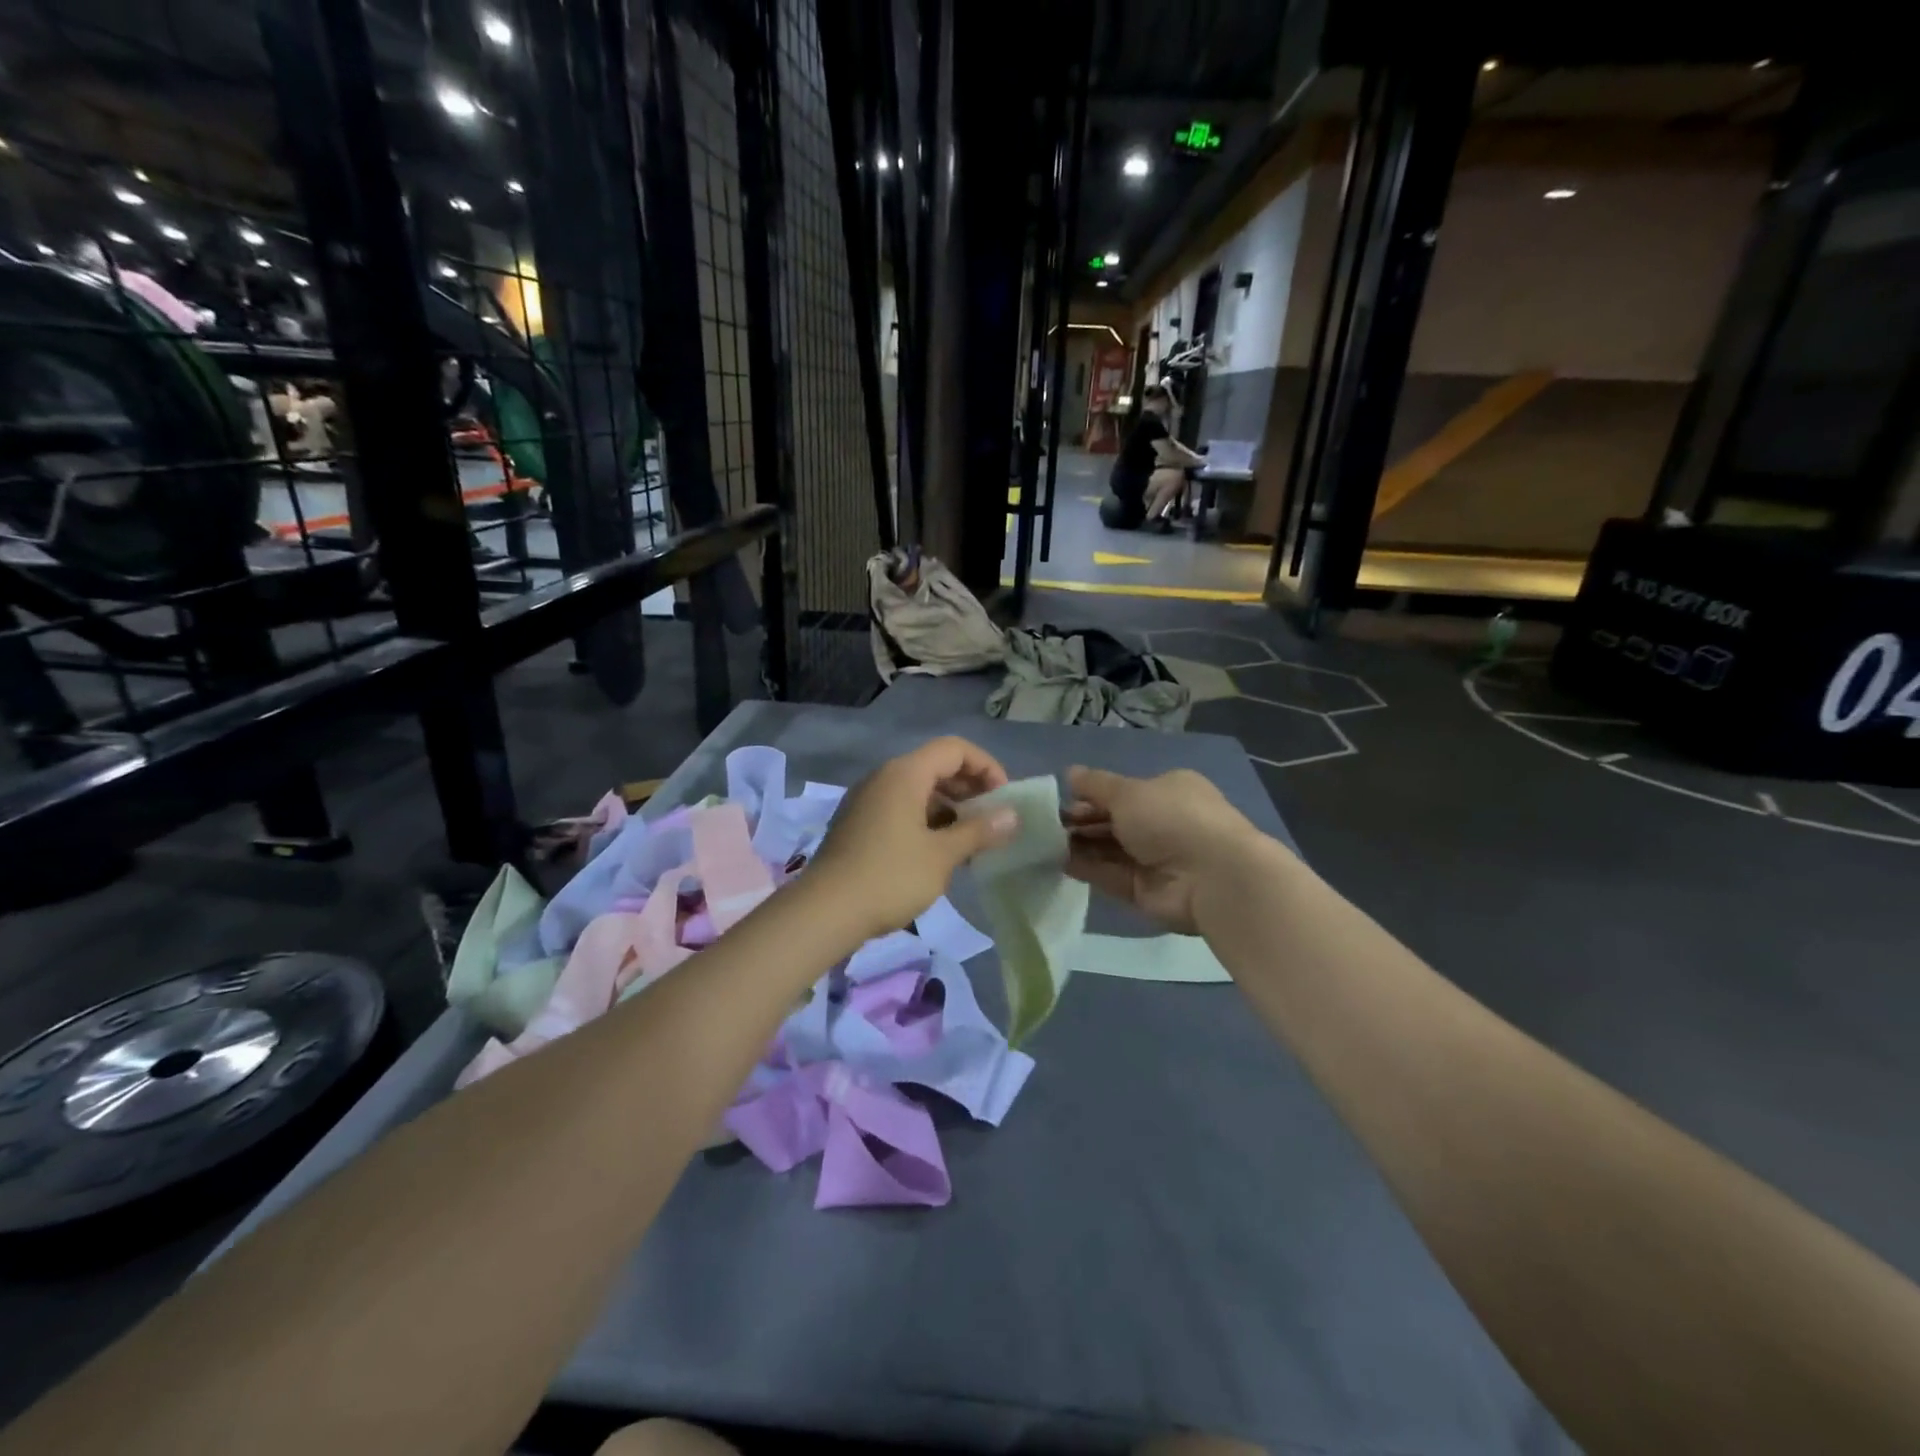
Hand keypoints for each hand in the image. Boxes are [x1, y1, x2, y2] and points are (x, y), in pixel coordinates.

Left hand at [808, 737, 1017, 941]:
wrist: (825, 911)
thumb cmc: (889, 877)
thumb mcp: (942, 856)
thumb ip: (979, 831)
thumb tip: (1012, 815)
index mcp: (904, 774)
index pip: (955, 749)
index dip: (986, 766)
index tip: (1003, 798)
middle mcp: (883, 777)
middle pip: (936, 766)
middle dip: (969, 788)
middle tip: (992, 819)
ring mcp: (867, 800)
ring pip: (918, 790)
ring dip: (949, 807)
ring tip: (970, 840)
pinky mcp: (858, 823)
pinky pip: (900, 808)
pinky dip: (926, 820)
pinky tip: (939, 852)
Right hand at [1062, 766, 1265, 933]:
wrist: (1212, 877)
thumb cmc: (1171, 818)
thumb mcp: (1128, 792)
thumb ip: (1095, 786)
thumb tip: (1069, 773)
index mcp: (1168, 791)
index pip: (1122, 792)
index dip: (1091, 796)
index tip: (1061, 801)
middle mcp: (1163, 823)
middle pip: (1113, 821)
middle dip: (1081, 822)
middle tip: (1045, 825)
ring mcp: (1155, 859)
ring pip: (1108, 849)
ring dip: (1079, 845)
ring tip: (1043, 843)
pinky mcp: (1145, 890)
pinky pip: (1110, 875)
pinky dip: (1086, 868)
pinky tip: (1057, 862)